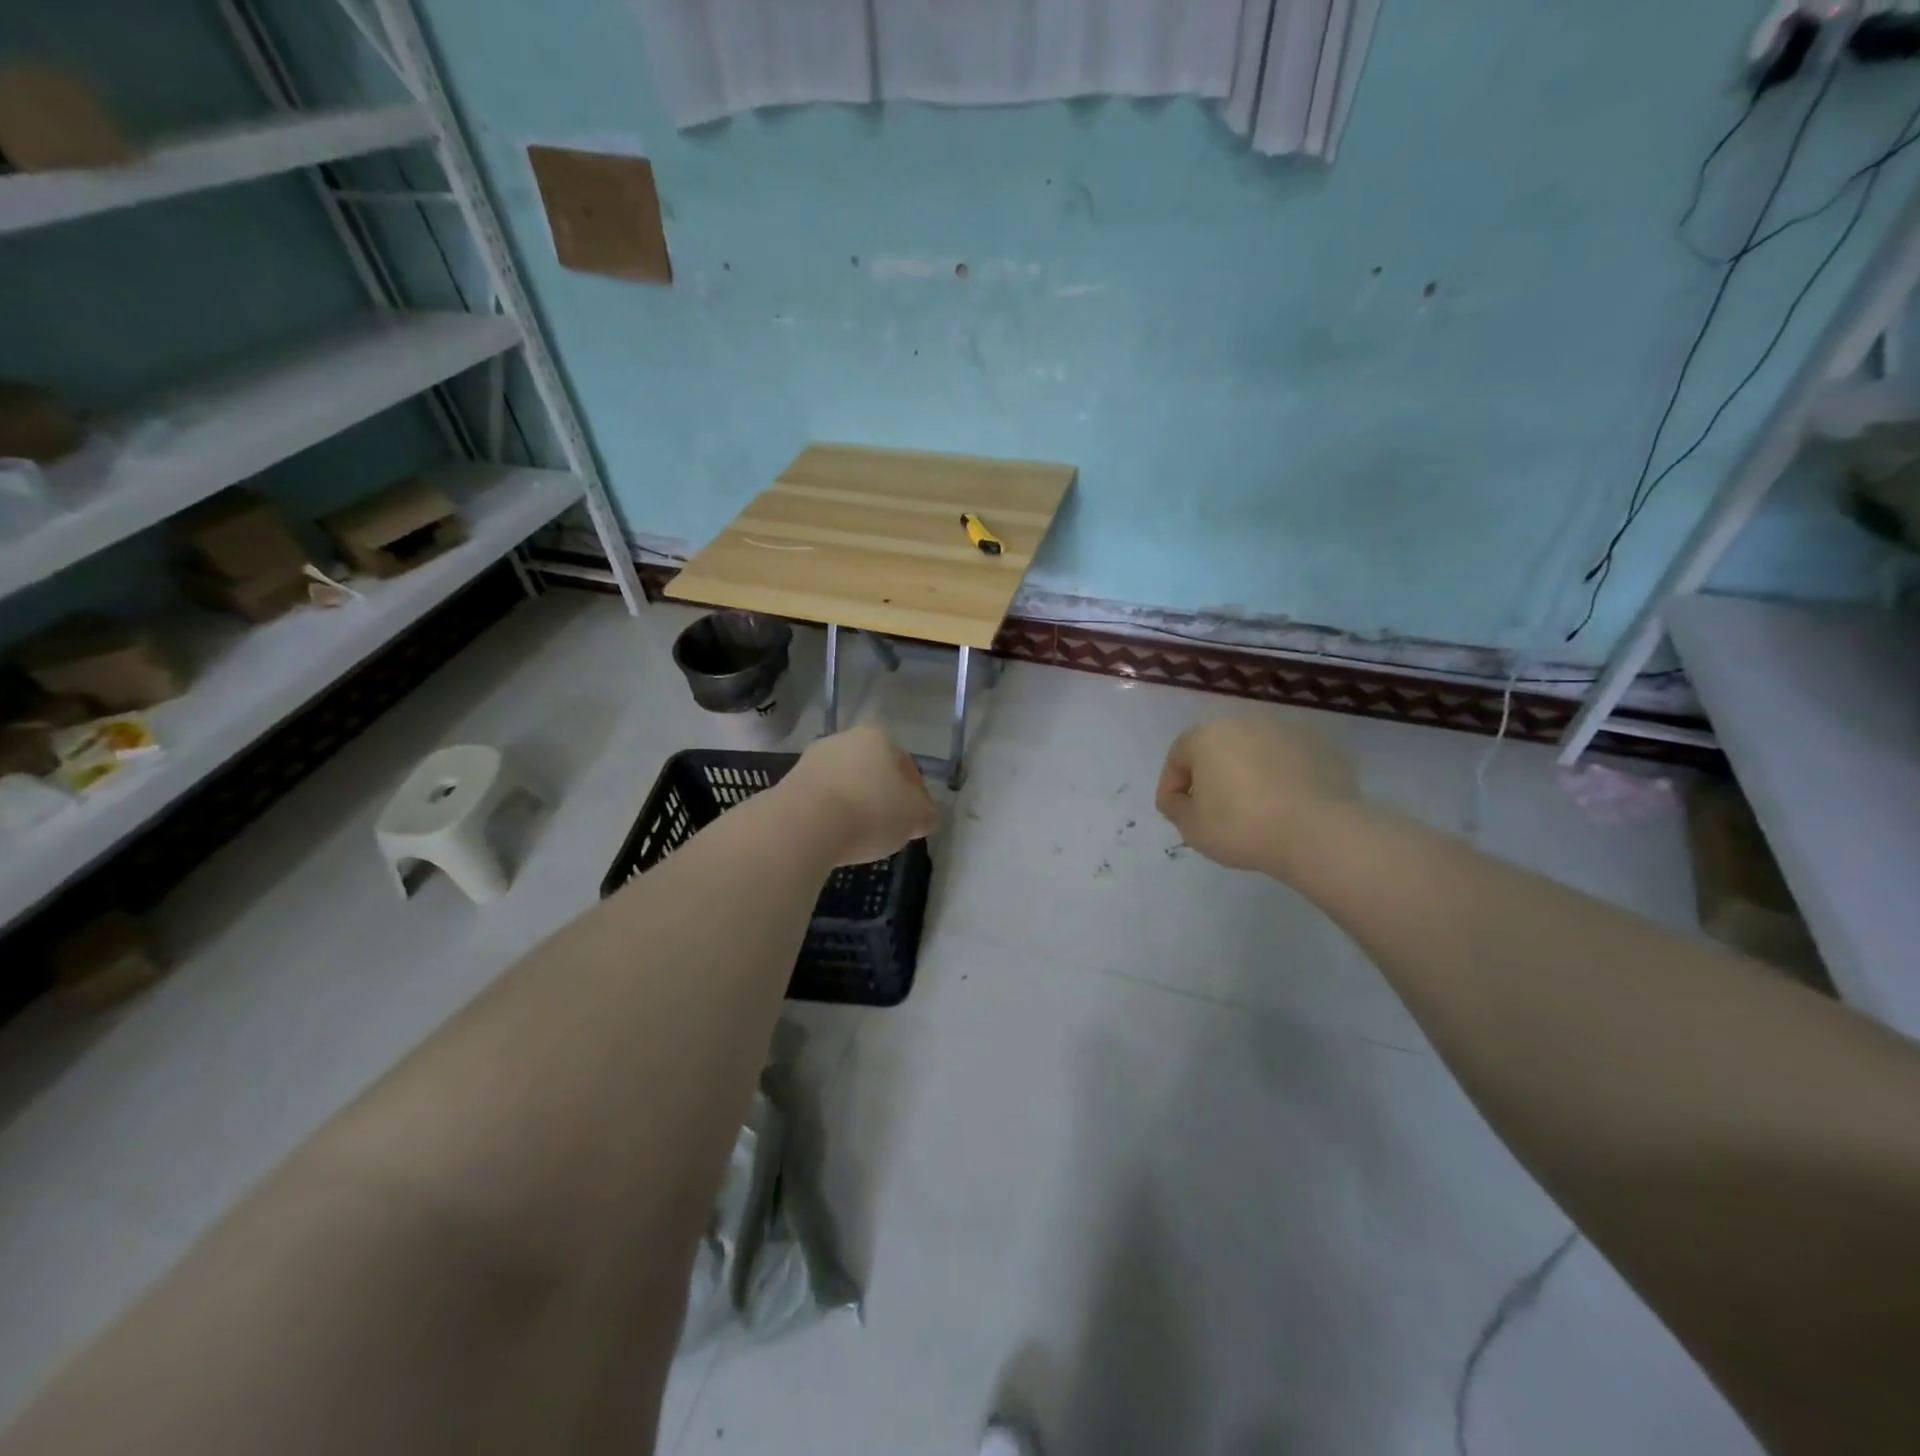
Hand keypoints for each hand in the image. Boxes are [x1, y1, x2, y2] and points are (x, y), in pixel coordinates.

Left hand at [781, 725, 938, 865]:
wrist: (803, 825)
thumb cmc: (870, 812)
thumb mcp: (914, 817)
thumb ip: (924, 813)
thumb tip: (923, 816)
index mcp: (878, 737)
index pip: (906, 764)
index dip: (916, 794)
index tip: (917, 819)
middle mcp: (844, 739)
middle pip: (872, 770)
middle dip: (882, 795)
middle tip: (890, 826)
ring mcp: (812, 759)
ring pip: (845, 783)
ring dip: (854, 804)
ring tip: (861, 835)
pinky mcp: (788, 784)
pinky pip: (821, 800)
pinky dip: (831, 814)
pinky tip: (835, 836)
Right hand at [1155, 717, 1359, 878]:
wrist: (1317, 833)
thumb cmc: (1241, 827)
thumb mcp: (1191, 827)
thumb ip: (1175, 807)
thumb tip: (1180, 798)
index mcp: (1208, 736)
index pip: (1178, 756)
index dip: (1171, 785)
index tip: (1175, 812)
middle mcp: (1246, 724)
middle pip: (1218, 749)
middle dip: (1211, 776)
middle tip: (1213, 809)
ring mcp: (1287, 733)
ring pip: (1256, 753)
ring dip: (1248, 775)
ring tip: (1254, 809)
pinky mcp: (1322, 748)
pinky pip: (1290, 763)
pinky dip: (1283, 779)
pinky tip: (1287, 807)